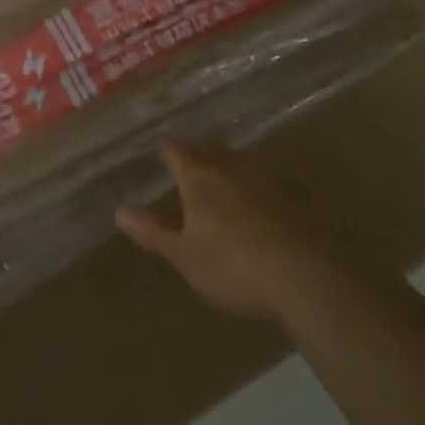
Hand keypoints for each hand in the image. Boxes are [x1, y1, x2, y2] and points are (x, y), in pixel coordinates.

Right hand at [116, 140, 322, 320]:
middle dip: (200, 153)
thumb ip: (153, 233)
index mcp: (199, 177)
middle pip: (212, 150)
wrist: (305, 275)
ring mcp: (265, 181)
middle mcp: (230, 169)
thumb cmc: (233, 265)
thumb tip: (120, 212)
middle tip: (192, 161)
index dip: (167, 148)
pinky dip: (259, 190)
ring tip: (224, 180)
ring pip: (242, 164)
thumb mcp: (184, 256)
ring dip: (231, 168)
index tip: (161, 148)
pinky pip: (269, 185)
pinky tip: (262, 206)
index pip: (177, 150)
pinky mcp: (294, 200)